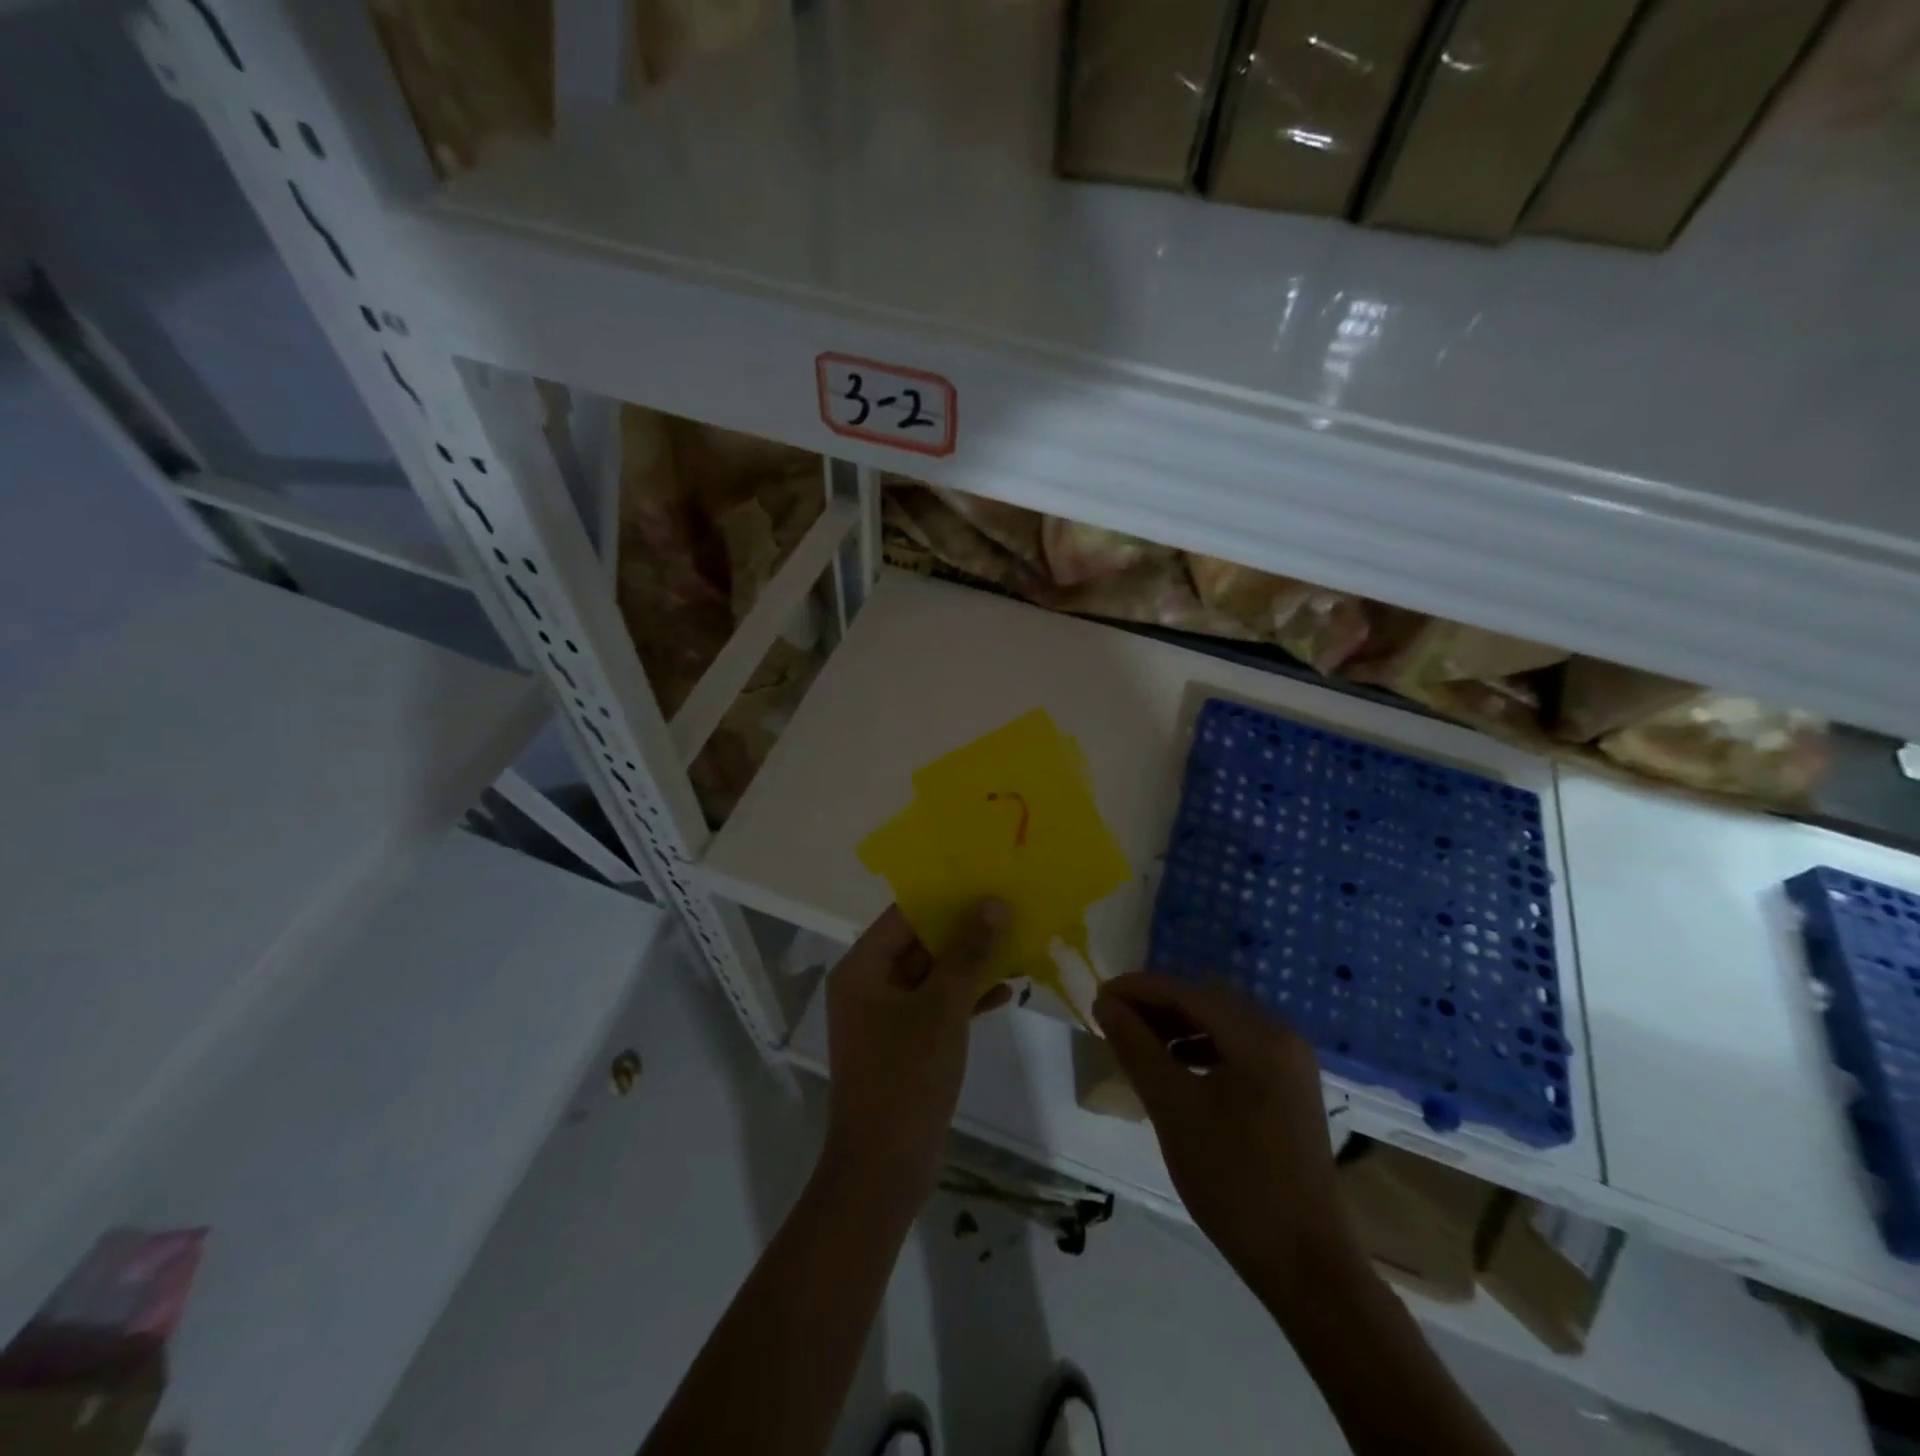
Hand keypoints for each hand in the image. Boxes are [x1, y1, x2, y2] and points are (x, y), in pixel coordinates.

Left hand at [822, 901, 1011, 1202]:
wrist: (884, 1169)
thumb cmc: (906, 1077)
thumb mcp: (942, 1009)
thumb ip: (967, 953)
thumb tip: (993, 903)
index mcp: (862, 968)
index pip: (905, 915)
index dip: (947, 898)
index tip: (987, 883)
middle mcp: (869, 985)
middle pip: (920, 942)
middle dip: (965, 931)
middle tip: (1010, 911)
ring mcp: (886, 1017)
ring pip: (933, 975)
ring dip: (971, 964)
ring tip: (1017, 945)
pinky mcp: (905, 1043)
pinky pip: (937, 1006)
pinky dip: (966, 997)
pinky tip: (1006, 992)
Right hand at [1093, 972, 1358, 1303]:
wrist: (1307, 1266)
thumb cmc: (1234, 1181)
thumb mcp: (1173, 1109)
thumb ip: (1136, 1047)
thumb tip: (1106, 1002)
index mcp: (1258, 1035)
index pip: (1186, 992)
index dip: (1138, 989)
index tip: (1097, 996)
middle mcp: (1281, 1037)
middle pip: (1206, 1002)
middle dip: (1157, 1006)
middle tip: (1114, 1021)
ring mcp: (1290, 1064)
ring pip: (1221, 1025)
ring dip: (1177, 1028)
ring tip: (1138, 1046)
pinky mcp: (1290, 1091)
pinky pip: (1237, 1050)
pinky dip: (1201, 1050)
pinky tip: (1177, 1071)